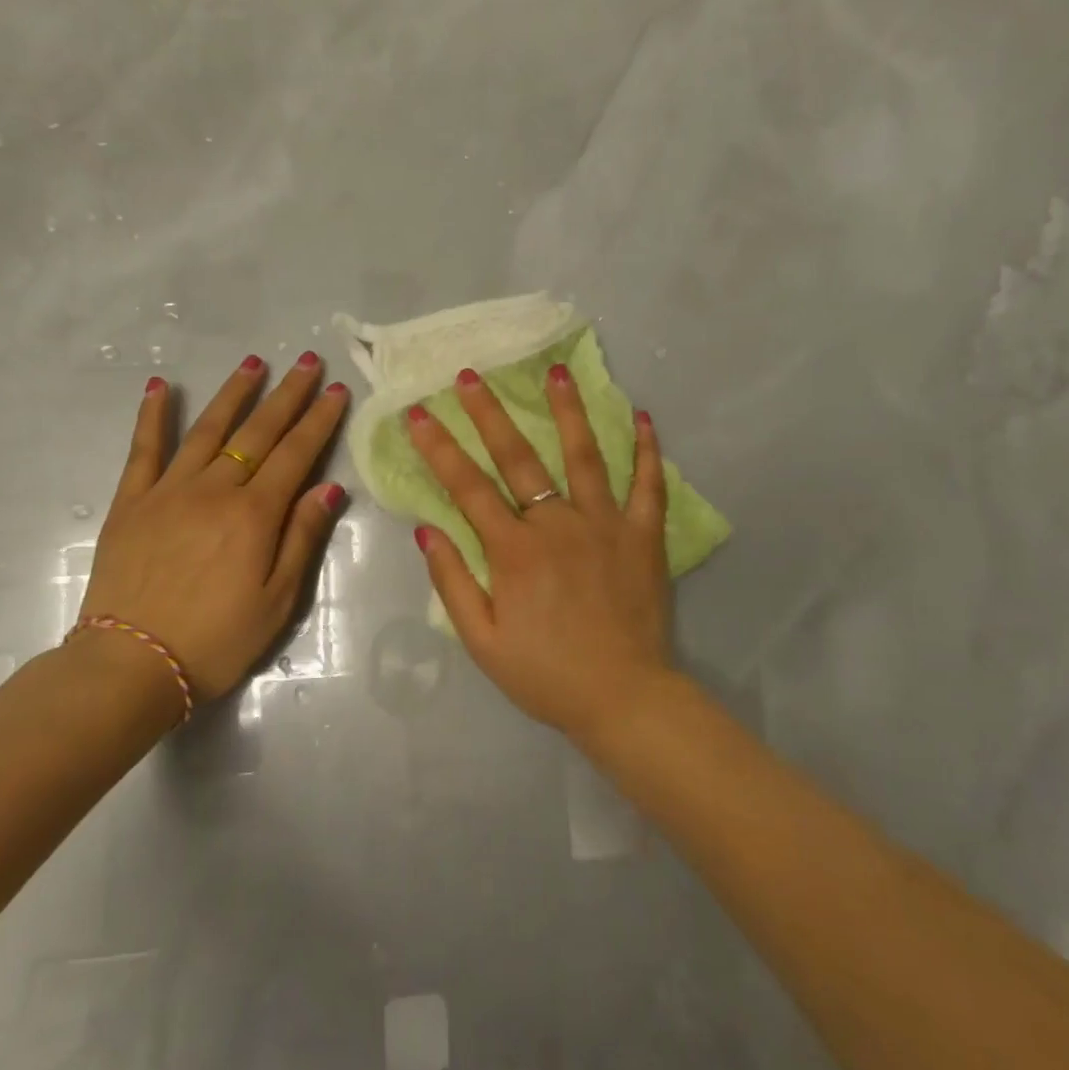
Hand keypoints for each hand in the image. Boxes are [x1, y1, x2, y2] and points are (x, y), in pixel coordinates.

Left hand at [77, 353, 349, 703]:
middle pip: (258, 431)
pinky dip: (153, 416)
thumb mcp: (278, 599)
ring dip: (234, 393)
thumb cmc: (217, 639)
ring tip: (253, 362)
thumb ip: (303, 537)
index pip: (296, 453)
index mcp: (255, 514)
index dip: (319, 420)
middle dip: (286, 394)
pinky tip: (162, 388)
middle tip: (306, 361)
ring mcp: (169, 491)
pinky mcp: (131, 502)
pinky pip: (143, 450)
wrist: (132, 665)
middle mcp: (215, 489)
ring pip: (208, 430)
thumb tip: (330, 486)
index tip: (335, 390)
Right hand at [405, 363, 674, 740]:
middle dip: (490, 413)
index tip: (420, 413)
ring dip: (569, 410)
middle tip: (471, 375)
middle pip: (519, 458)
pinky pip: (648, 485)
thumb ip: (454, 583)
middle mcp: (558, 525)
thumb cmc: (546, 674)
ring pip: (585, 455)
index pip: (468, 487)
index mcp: (514, 551)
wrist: (623, 698)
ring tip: (557, 371)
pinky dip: (646, 450)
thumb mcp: (482, 641)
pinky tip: (642, 416)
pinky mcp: (644, 536)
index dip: (440, 448)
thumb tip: (427, 531)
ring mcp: (606, 524)